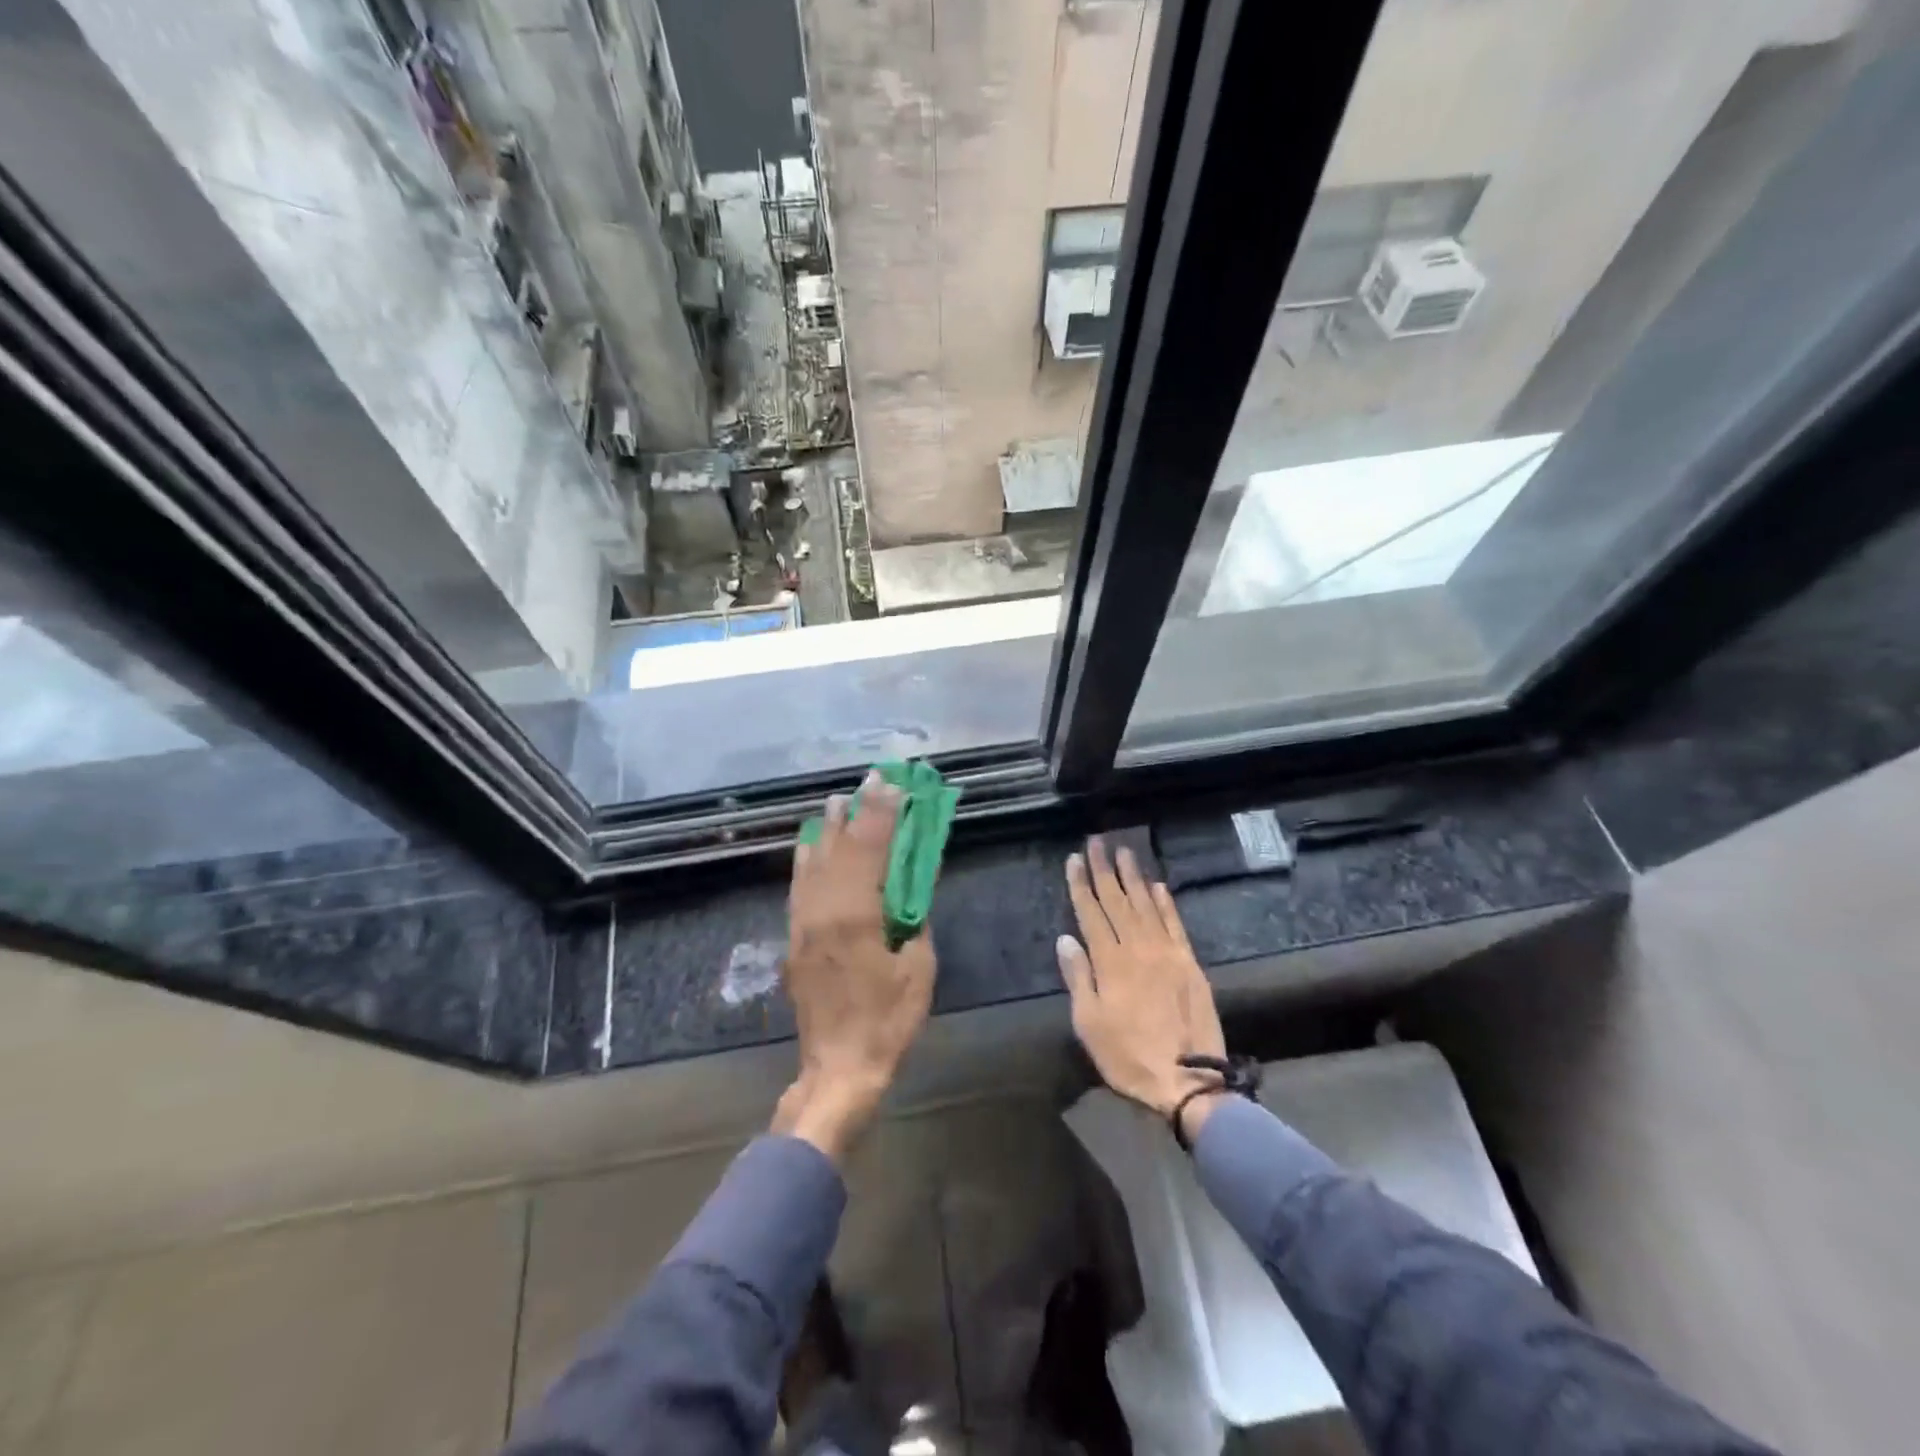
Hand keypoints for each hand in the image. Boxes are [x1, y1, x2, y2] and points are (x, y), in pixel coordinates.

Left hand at [775, 771, 936, 1163]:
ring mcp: (803, 923)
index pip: (870, 849)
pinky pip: (799, 885)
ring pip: (813, 862)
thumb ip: (913, 922)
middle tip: (871, 780)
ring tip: (838, 800)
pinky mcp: (794, 939)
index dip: (883, 813)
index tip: (893, 784)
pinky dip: (806, 858)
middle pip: (840, 847)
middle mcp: (823, 910)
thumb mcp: (918, 969)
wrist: (838, 1067)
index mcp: (856, 915)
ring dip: (828, 828)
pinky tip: (810, 844)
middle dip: (858, 810)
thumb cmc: (887, 1021)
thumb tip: (907, 893)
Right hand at [1057, 838, 1229, 1142]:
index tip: (1074, 859)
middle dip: (1104, 870)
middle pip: (1117, 900)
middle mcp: (1138, 948)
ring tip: (1124, 851)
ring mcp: (1167, 953)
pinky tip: (1158, 886)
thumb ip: (1078, 977)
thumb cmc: (1128, 1056)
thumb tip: (1066, 939)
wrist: (1188, 1079)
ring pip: (1146, 905)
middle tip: (1097, 841)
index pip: (1091, 912)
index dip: (1081, 884)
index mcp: (1110, 962)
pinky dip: (1165, 903)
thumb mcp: (1089, 1024)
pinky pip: (1175, 924)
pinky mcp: (1190, 963)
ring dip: (1134, 877)